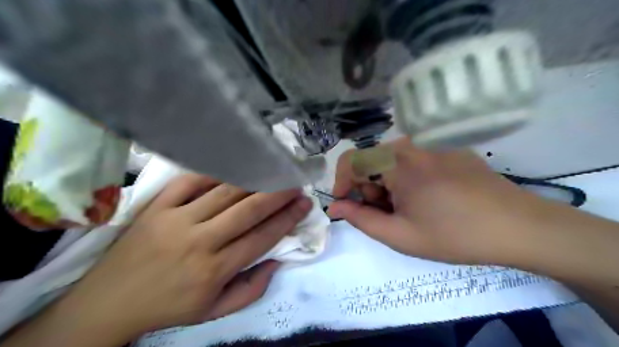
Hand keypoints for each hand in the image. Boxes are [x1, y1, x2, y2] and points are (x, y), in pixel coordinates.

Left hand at [56, 176, 311, 340]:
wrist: (108, 303)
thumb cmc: (169, 307)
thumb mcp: (214, 311)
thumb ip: (251, 289)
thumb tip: (277, 260)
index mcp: (215, 270)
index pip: (262, 237)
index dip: (287, 218)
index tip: (304, 204)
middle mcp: (200, 241)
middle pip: (248, 209)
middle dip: (278, 193)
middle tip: (295, 182)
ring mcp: (176, 220)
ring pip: (224, 192)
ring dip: (254, 179)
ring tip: (273, 170)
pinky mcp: (157, 207)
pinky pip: (191, 181)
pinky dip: (215, 172)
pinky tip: (234, 167)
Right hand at [329, 137, 555, 264]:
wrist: (519, 228)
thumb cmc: (454, 235)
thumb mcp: (400, 235)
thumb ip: (361, 219)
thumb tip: (335, 206)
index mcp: (397, 162)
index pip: (351, 160)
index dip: (341, 183)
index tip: (346, 205)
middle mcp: (412, 144)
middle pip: (372, 161)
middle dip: (369, 189)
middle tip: (388, 215)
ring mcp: (433, 144)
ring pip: (392, 160)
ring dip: (388, 184)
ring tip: (409, 209)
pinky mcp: (449, 148)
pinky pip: (413, 158)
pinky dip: (408, 177)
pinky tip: (428, 198)